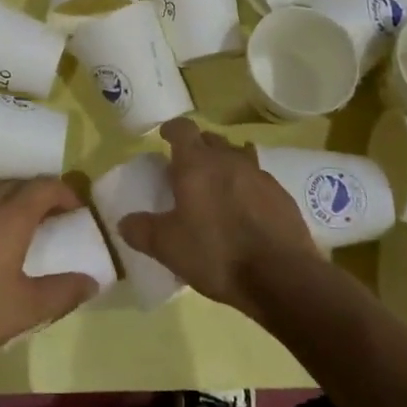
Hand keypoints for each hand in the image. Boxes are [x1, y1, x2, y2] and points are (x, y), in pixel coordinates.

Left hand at [0, 178, 98, 382]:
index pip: (44, 186)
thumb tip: (92, 281)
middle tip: (52, 220)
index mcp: (9, 215)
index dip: (65, 192)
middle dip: (38, 196)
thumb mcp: (27, 309)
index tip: (77, 209)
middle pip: (17, 185)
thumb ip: (64, 292)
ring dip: (8, 202)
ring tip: (18, 229)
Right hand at [118, 118, 323, 317]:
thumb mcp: (168, 248)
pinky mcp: (283, 196)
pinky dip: (247, 188)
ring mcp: (260, 175)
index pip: (183, 129)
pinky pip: (258, 181)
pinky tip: (246, 212)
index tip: (165, 137)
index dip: (172, 130)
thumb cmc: (217, 254)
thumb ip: (142, 231)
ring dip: (225, 166)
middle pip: (211, 140)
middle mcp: (229, 159)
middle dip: (198, 148)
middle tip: (188, 170)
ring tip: (218, 190)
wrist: (283, 278)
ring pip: (237, 157)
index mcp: (197, 164)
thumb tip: (124, 222)